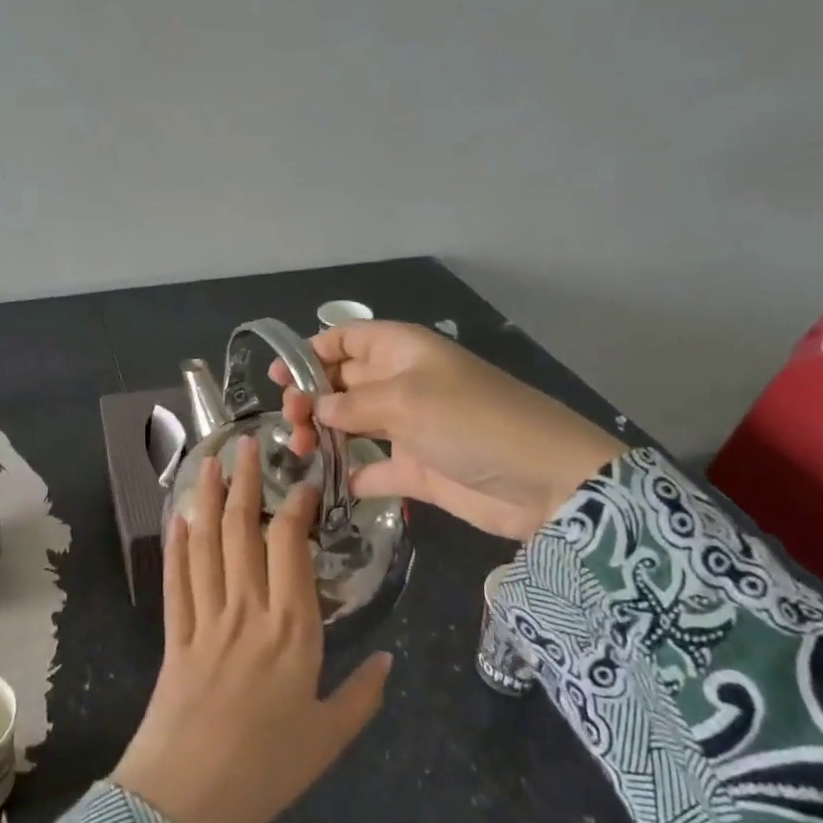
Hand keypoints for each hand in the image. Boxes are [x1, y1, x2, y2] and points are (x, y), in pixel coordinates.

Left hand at [111, 437, 393, 822]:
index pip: (290, 548)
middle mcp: (247, 612)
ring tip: (208, 462)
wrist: (185, 800)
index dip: (294, 507)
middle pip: (242, 533)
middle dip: (243, 483)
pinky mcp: (173, 636)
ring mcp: (205, 620)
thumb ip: (363, 696)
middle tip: (244, 444)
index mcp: (292, 631)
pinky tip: (178, 520)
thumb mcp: (329, 738)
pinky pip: (176, 581)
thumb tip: (390, 661)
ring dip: (206, 500)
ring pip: (206, 546)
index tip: (301, 481)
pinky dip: (176, 547)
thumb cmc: (266, 771)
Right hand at [273, 321, 624, 541]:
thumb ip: (352, 402)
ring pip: (351, 424)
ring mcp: (409, 428)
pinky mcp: (416, 470)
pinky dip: (348, 474)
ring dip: (321, 433)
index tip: (279, 376)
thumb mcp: (407, 401)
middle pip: (343, 382)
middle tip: (288, 422)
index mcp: (402, 351)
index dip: (312, 351)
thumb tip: (316, 407)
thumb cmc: (471, 421)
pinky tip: (324, 483)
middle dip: (310, 395)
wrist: (543, 481)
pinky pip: (372, 467)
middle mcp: (402, 384)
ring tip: (298, 451)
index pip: (348, 339)